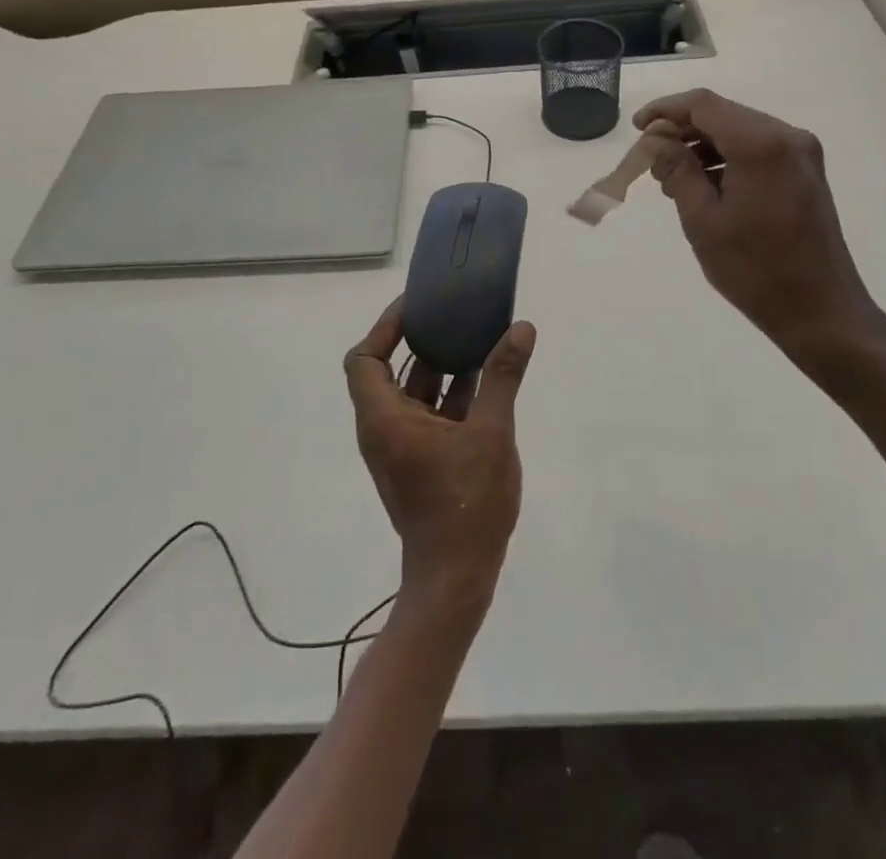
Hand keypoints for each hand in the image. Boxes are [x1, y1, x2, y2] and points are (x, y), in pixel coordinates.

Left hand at [343, 302, 535, 612]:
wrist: (457, 578)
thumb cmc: (465, 503)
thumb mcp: (490, 433)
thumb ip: (503, 377)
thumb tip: (521, 328)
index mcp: (385, 418)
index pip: (364, 359)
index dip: (385, 328)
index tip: (417, 307)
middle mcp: (385, 428)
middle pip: (390, 370)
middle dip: (420, 340)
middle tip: (451, 313)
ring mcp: (402, 446)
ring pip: (415, 393)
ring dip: (441, 366)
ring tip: (475, 336)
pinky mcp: (421, 461)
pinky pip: (430, 414)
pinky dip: (451, 393)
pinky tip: (487, 378)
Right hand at [635, 89, 885, 366]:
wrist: (820, 310)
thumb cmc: (755, 268)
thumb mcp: (703, 220)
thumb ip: (677, 171)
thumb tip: (657, 141)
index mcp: (761, 144)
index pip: (703, 105)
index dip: (665, 110)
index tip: (637, 129)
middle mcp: (786, 137)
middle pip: (723, 114)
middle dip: (682, 130)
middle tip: (651, 160)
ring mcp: (801, 153)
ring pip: (739, 130)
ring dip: (703, 146)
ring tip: (672, 180)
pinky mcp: (805, 172)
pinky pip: (757, 149)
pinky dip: (727, 158)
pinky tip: (705, 186)